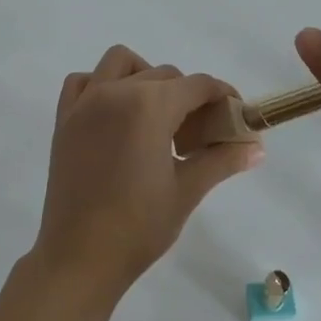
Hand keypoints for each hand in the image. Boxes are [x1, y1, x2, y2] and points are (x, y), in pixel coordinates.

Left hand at [33, 45, 263, 298]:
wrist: (79, 258)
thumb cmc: (138, 226)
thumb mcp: (186, 191)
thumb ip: (221, 160)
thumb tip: (256, 147)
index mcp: (150, 106)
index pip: (197, 84)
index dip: (222, 95)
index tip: (236, 114)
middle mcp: (116, 92)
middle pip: (164, 74)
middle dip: (188, 95)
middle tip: (199, 132)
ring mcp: (86, 102)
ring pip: (121, 63)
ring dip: (144, 76)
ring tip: (156, 114)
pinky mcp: (64, 119)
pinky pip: (82, 81)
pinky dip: (100, 85)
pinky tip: (113, 114)